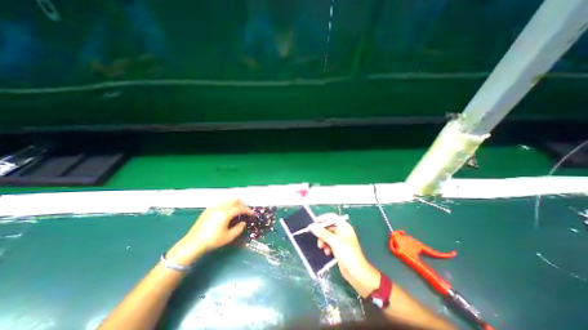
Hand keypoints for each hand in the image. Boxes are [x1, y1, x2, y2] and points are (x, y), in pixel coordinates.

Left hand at [164, 200, 253, 266]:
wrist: (193, 243)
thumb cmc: (212, 241)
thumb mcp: (228, 237)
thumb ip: (239, 228)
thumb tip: (243, 222)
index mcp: (225, 213)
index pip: (240, 208)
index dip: (248, 210)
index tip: (252, 214)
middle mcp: (220, 207)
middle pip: (235, 200)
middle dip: (242, 205)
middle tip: (245, 212)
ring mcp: (213, 207)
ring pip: (228, 200)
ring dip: (235, 204)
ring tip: (237, 213)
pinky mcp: (208, 210)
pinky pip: (222, 203)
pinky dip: (228, 205)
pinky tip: (227, 214)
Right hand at [310, 215, 379, 297]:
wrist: (357, 273)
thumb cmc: (348, 254)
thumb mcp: (334, 242)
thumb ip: (323, 233)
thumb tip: (312, 226)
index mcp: (344, 226)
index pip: (332, 217)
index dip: (323, 219)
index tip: (314, 223)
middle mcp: (342, 231)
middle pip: (328, 227)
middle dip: (322, 233)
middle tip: (317, 239)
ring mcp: (341, 240)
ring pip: (328, 236)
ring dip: (323, 241)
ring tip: (322, 248)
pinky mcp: (339, 248)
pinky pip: (329, 243)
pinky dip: (327, 246)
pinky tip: (327, 253)